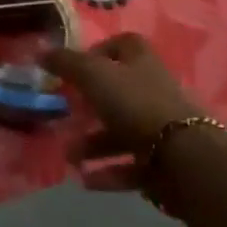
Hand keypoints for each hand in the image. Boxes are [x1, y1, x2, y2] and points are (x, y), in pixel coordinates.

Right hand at [44, 34, 206, 196]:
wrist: (184, 158)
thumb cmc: (134, 103)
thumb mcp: (92, 74)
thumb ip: (65, 62)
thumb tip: (41, 53)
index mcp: (141, 62)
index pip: (121, 46)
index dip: (97, 52)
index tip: (73, 69)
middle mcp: (154, 90)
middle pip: (117, 92)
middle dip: (88, 106)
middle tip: (65, 115)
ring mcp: (162, 127)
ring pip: (121, 132)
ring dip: (93, 144)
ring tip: (70, 157)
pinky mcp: (165, 162)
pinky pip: (131, 165)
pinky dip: (108, 172)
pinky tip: (86, 180)